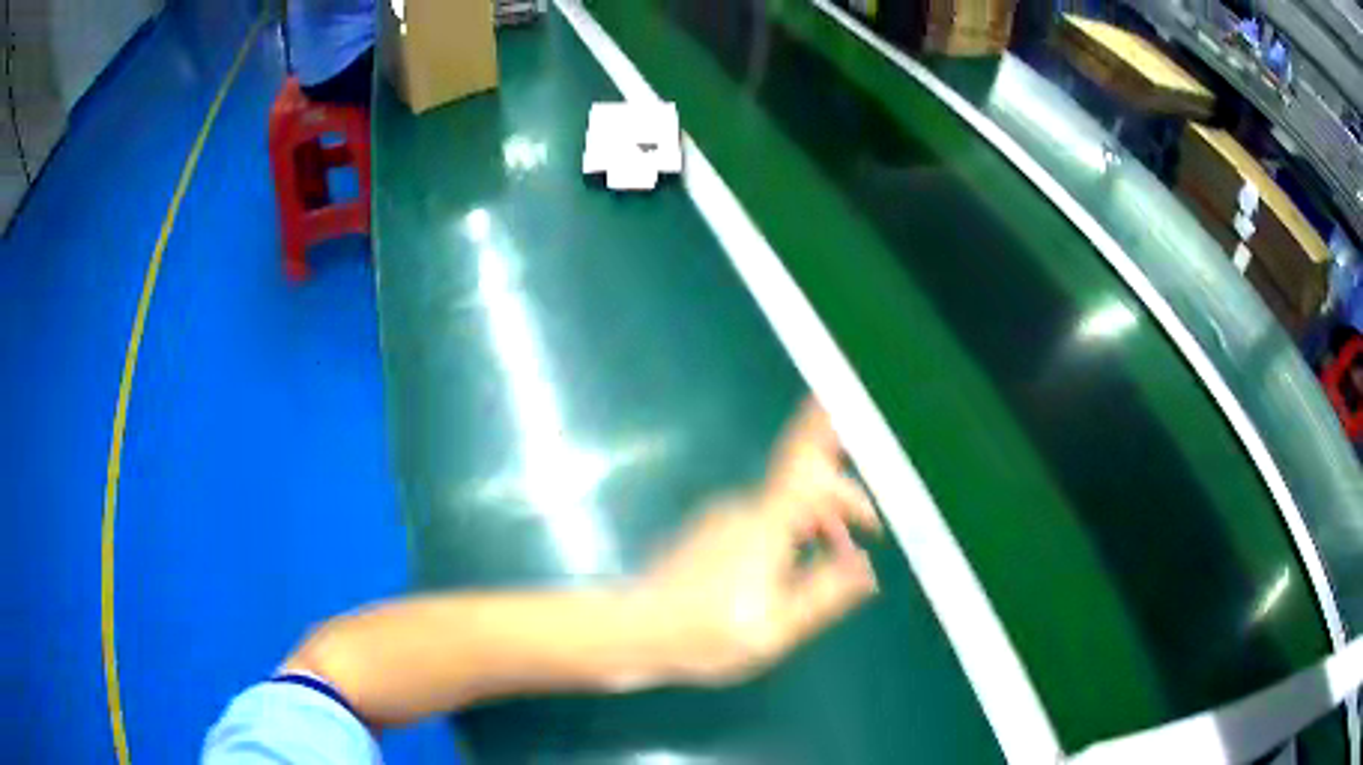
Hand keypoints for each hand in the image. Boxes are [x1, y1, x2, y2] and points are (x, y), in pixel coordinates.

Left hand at [637, 399, 881, 685]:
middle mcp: (743, 509)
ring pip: (784, 505)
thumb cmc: (704, 635)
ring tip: (838, 556)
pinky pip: (763, 519)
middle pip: (804, 484)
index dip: (823, 426)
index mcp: (764, 526)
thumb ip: (824, 594)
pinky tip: (793, 566)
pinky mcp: (709, 531)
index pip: (803, 462)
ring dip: (817, 521)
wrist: (632, 631)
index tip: (842, 402)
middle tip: (871, 529)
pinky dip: (790, 532)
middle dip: (842, 499)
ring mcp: (722, 517)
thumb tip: (866, 567)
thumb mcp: (776, 628)